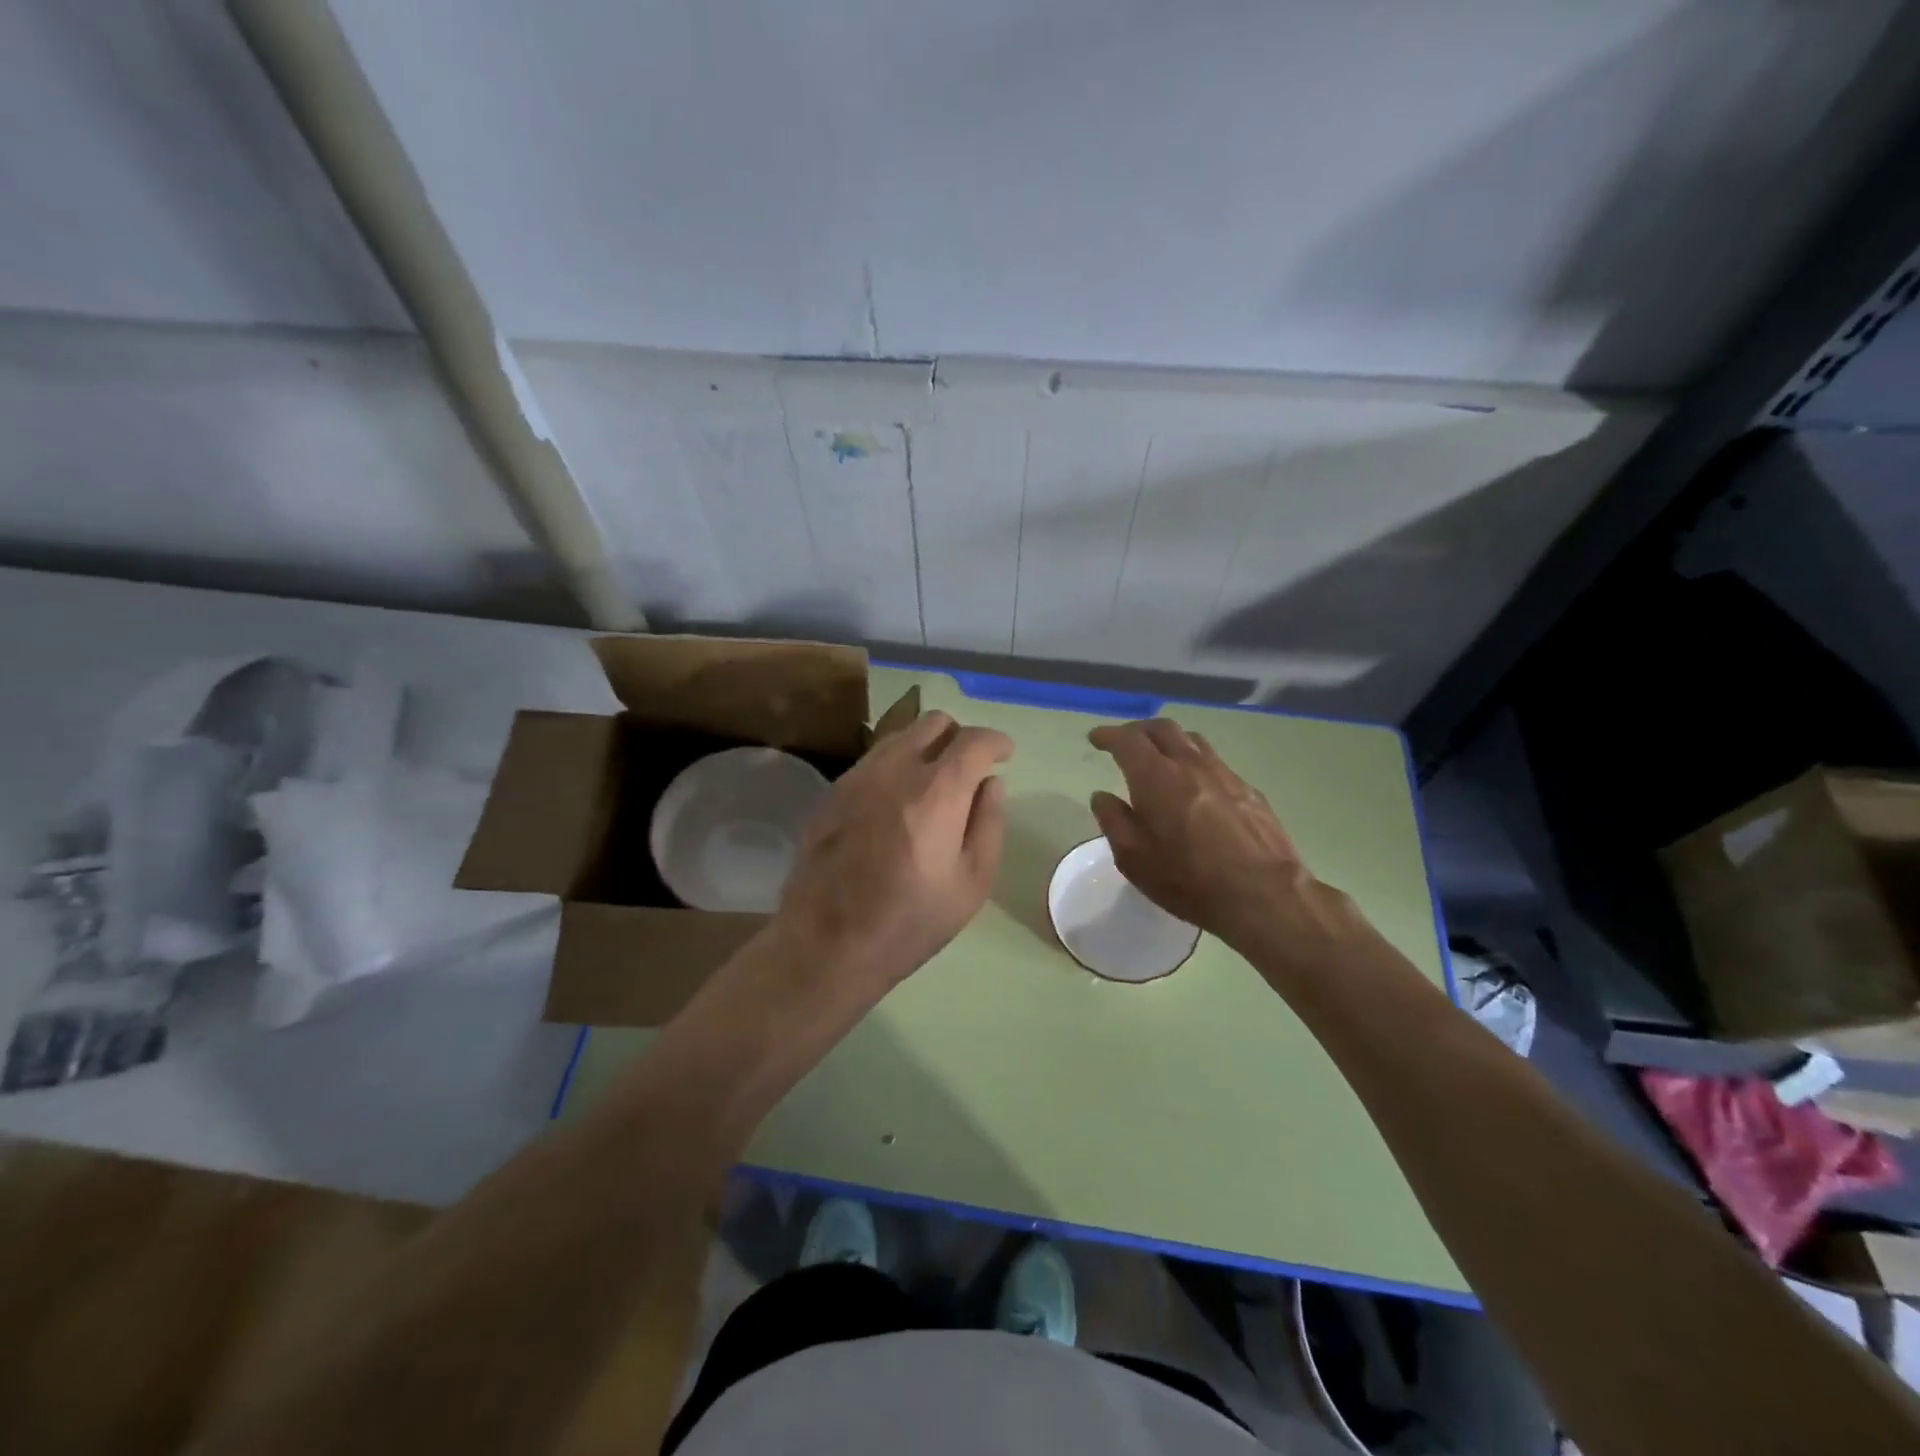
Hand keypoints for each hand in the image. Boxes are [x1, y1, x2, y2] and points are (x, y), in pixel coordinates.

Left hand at [775, 710, 1011, 997]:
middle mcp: (895, 769)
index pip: (974, 740)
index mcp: (936, 791)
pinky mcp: (833, 790)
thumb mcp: (971, 883)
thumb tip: (991, 783)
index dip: (996, 742)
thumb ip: (988, 823)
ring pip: (900, 735)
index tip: (1004, 755)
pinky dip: (896, 764)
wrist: (826, 942)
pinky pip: (874, 758)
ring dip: (926, 747)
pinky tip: (897, 800)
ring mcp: (858, 776)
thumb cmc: (910, 921)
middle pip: (934, 722)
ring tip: (933, 783)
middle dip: (960, 737)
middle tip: (969, 770)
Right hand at [1088, 718, 1343, 956]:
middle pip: (1162, 729)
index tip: (1096, 739)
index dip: (1108, 735)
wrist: (1263, 894)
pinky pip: (1215, 762)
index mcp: (1156, 777)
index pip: (1127, 740)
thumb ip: (1114, 821)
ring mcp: (1224, 774)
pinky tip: (1195, 785)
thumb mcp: (1134, 859)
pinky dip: (1195, 762)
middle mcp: (1190, 764)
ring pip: (1192, 740)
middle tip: (1124, 743)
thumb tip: (1102, 796)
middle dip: (1138, 730)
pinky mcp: (1248, 790)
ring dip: (1169, 741)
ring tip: (1160, 757)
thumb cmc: (1188, 880)